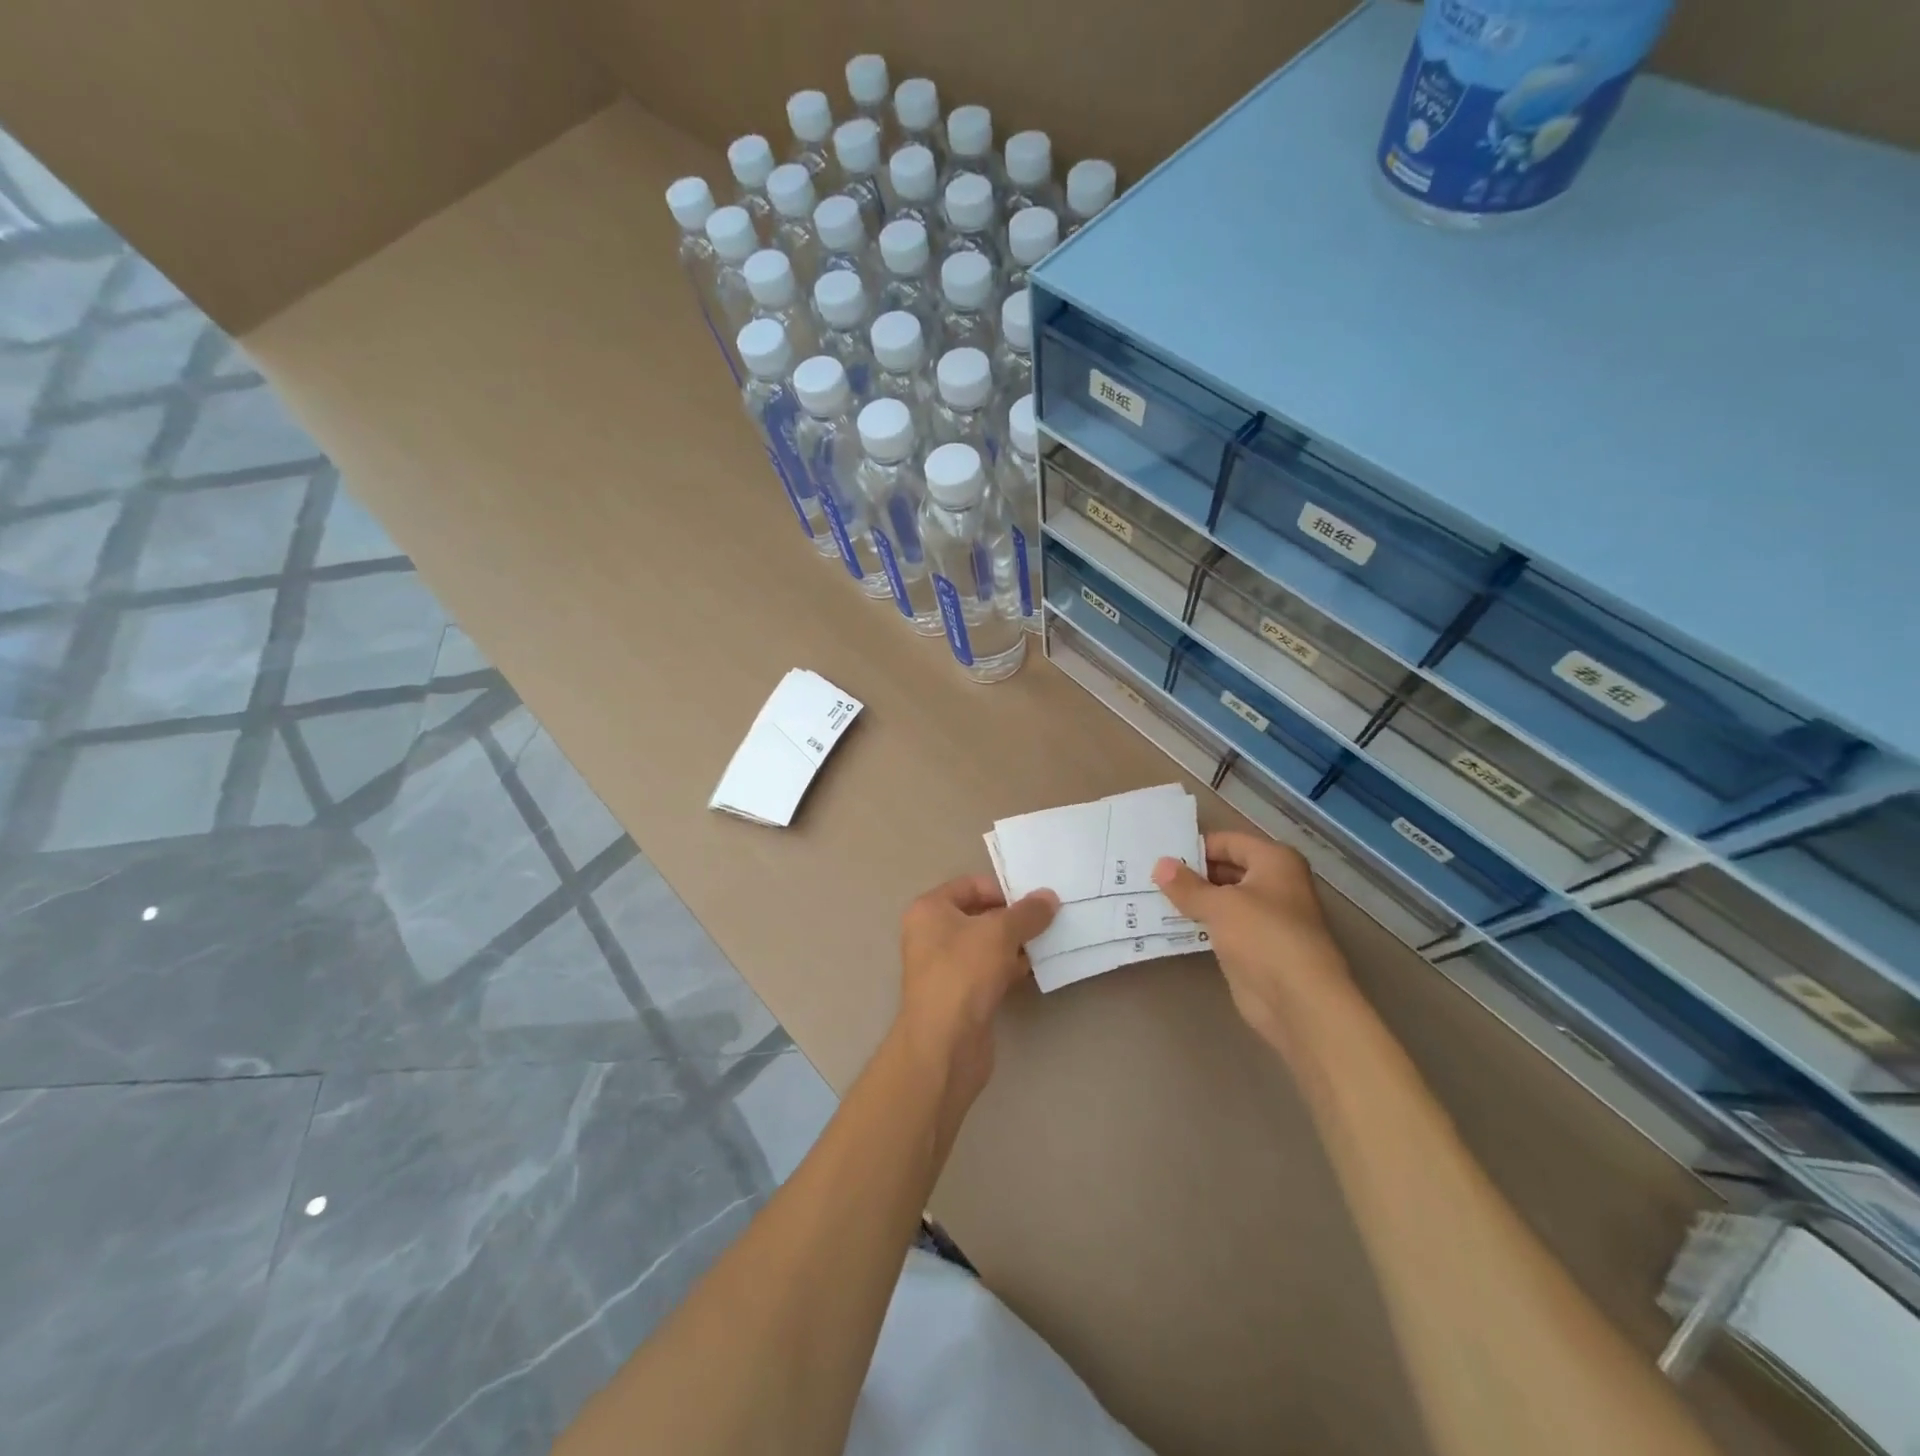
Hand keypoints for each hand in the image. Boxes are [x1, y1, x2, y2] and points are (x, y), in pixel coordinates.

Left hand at [895, 876, 1058, 1130]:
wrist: (944, 1043)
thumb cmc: (964, 973)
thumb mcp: (1000, 933)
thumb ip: (1027, 913)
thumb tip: (1049, 897)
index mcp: (930, 910)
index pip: (970, 885)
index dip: (1003, 890)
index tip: (1034, 902)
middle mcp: (931, 934)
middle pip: (979, 915)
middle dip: (1013, 918)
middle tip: (1048, 921)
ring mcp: (944, 966)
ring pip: (986, 945)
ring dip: (1015, 944)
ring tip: (1048, 944)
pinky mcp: (959, 994)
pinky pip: (988, 971)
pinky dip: (1009, 968)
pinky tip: (1034, 970)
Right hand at [1152, 832, 1350, 1049]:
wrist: (1299, 1002)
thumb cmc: (1264, 937)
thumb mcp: (1220, 905)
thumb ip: (1186, 885)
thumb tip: (1160, 864)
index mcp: (1275, 861)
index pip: (1227, 842)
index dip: (1195, 846)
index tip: (1159, 853)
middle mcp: (1274, 883)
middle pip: (1225, 868)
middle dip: (1190, 873)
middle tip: (1148, 874)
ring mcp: (1265, 917)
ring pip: (1221, 899)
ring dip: (1193, 899)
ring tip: (1150, 894)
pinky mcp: (1254, 946)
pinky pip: (1221, 926)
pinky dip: (1199, 923)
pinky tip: (1168, 922)